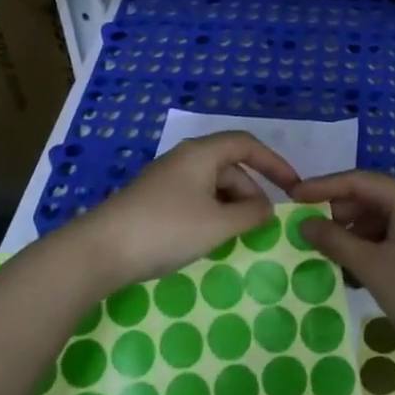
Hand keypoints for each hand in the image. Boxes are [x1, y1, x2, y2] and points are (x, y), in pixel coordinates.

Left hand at [65, 132, 300, 288]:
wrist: (101, 250)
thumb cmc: (166, 229)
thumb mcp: (218, 225)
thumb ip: (250, 215)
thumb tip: (267, 208)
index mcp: (202, 154)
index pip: (247, 144)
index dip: (274, 163)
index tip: (294, 187)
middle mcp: (185, 159)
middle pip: (230, 166)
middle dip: (251, 192)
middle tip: (262, 224)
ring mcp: (166, 180)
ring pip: (212, 185)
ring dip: (231, 206)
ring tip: (237, 236)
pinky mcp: (153, 200)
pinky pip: (195, 199)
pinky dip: (212, 214)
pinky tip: (209, 239)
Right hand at [292, 171, 394, 370]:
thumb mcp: (371, 268)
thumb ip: (334, 241)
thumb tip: (303, 223)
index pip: (358, 181)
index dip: (323, 187)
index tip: (293, 198)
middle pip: (370, 197)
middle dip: (338, 213)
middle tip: (308, 232)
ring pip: (381, 219)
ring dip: (353, 233)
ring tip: (327, 255)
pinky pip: (393, 236)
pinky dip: (371, 247)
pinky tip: (352, 269)